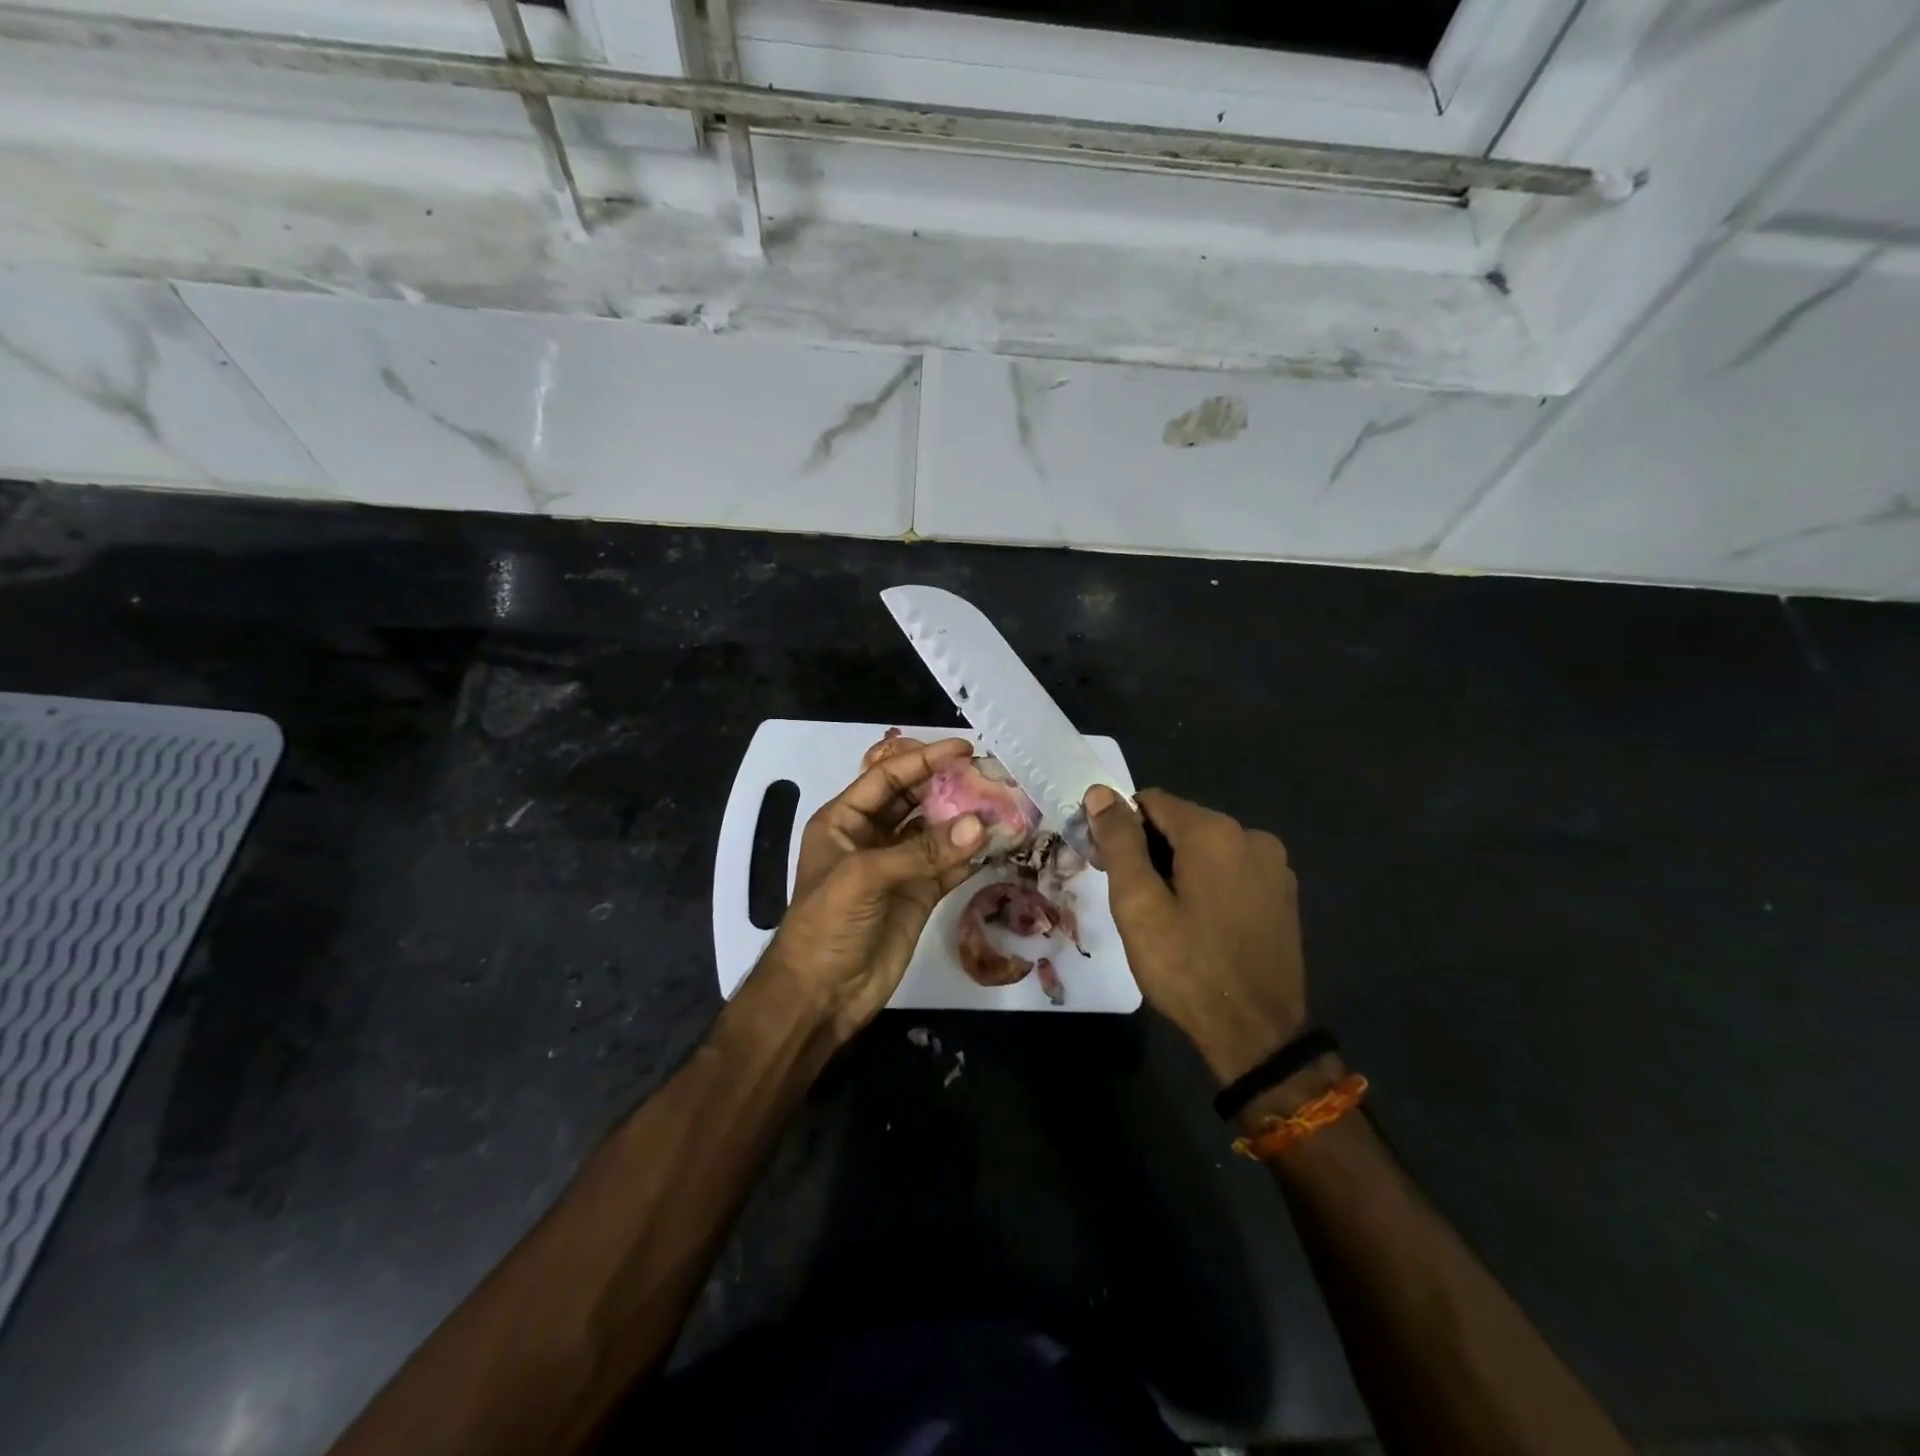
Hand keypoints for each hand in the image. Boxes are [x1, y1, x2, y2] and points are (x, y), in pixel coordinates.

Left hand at [754, 736, 984, 1042]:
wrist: (821, 995)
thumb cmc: (827, 924)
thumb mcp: (865, 877)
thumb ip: (922, 850)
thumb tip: (980, 825)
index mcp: (845, 820)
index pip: (888, 777)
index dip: (924, 759)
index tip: (964, 748)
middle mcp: (872, 837)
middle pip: (915, 799)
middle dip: (949, 785)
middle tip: (990, 775)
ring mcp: (898, 866)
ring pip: (937, 832)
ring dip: (966, 820)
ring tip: (1004, 804)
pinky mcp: (919, 894)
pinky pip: (950, 865)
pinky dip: (973, 855)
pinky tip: (999, 842)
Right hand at [1084, 785, 1307, 1084]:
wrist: (1257, 1036)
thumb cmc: (1187, 967)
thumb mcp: (1138, 904)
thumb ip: (1119, 842)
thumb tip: (1100, 792)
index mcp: (1214, 832)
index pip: (1151, 802)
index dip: (1121, 828)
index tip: (1108, 867)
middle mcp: (1252, 835)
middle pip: (1181, 823)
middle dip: (1149, 849)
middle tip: (1131, 899)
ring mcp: (1275, 866)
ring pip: (1207, 848)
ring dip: (1178, 867)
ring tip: (1165, 917)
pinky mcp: (1284, 894)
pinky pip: (1232, 870)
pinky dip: (1208, 883)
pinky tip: (1200, 923)